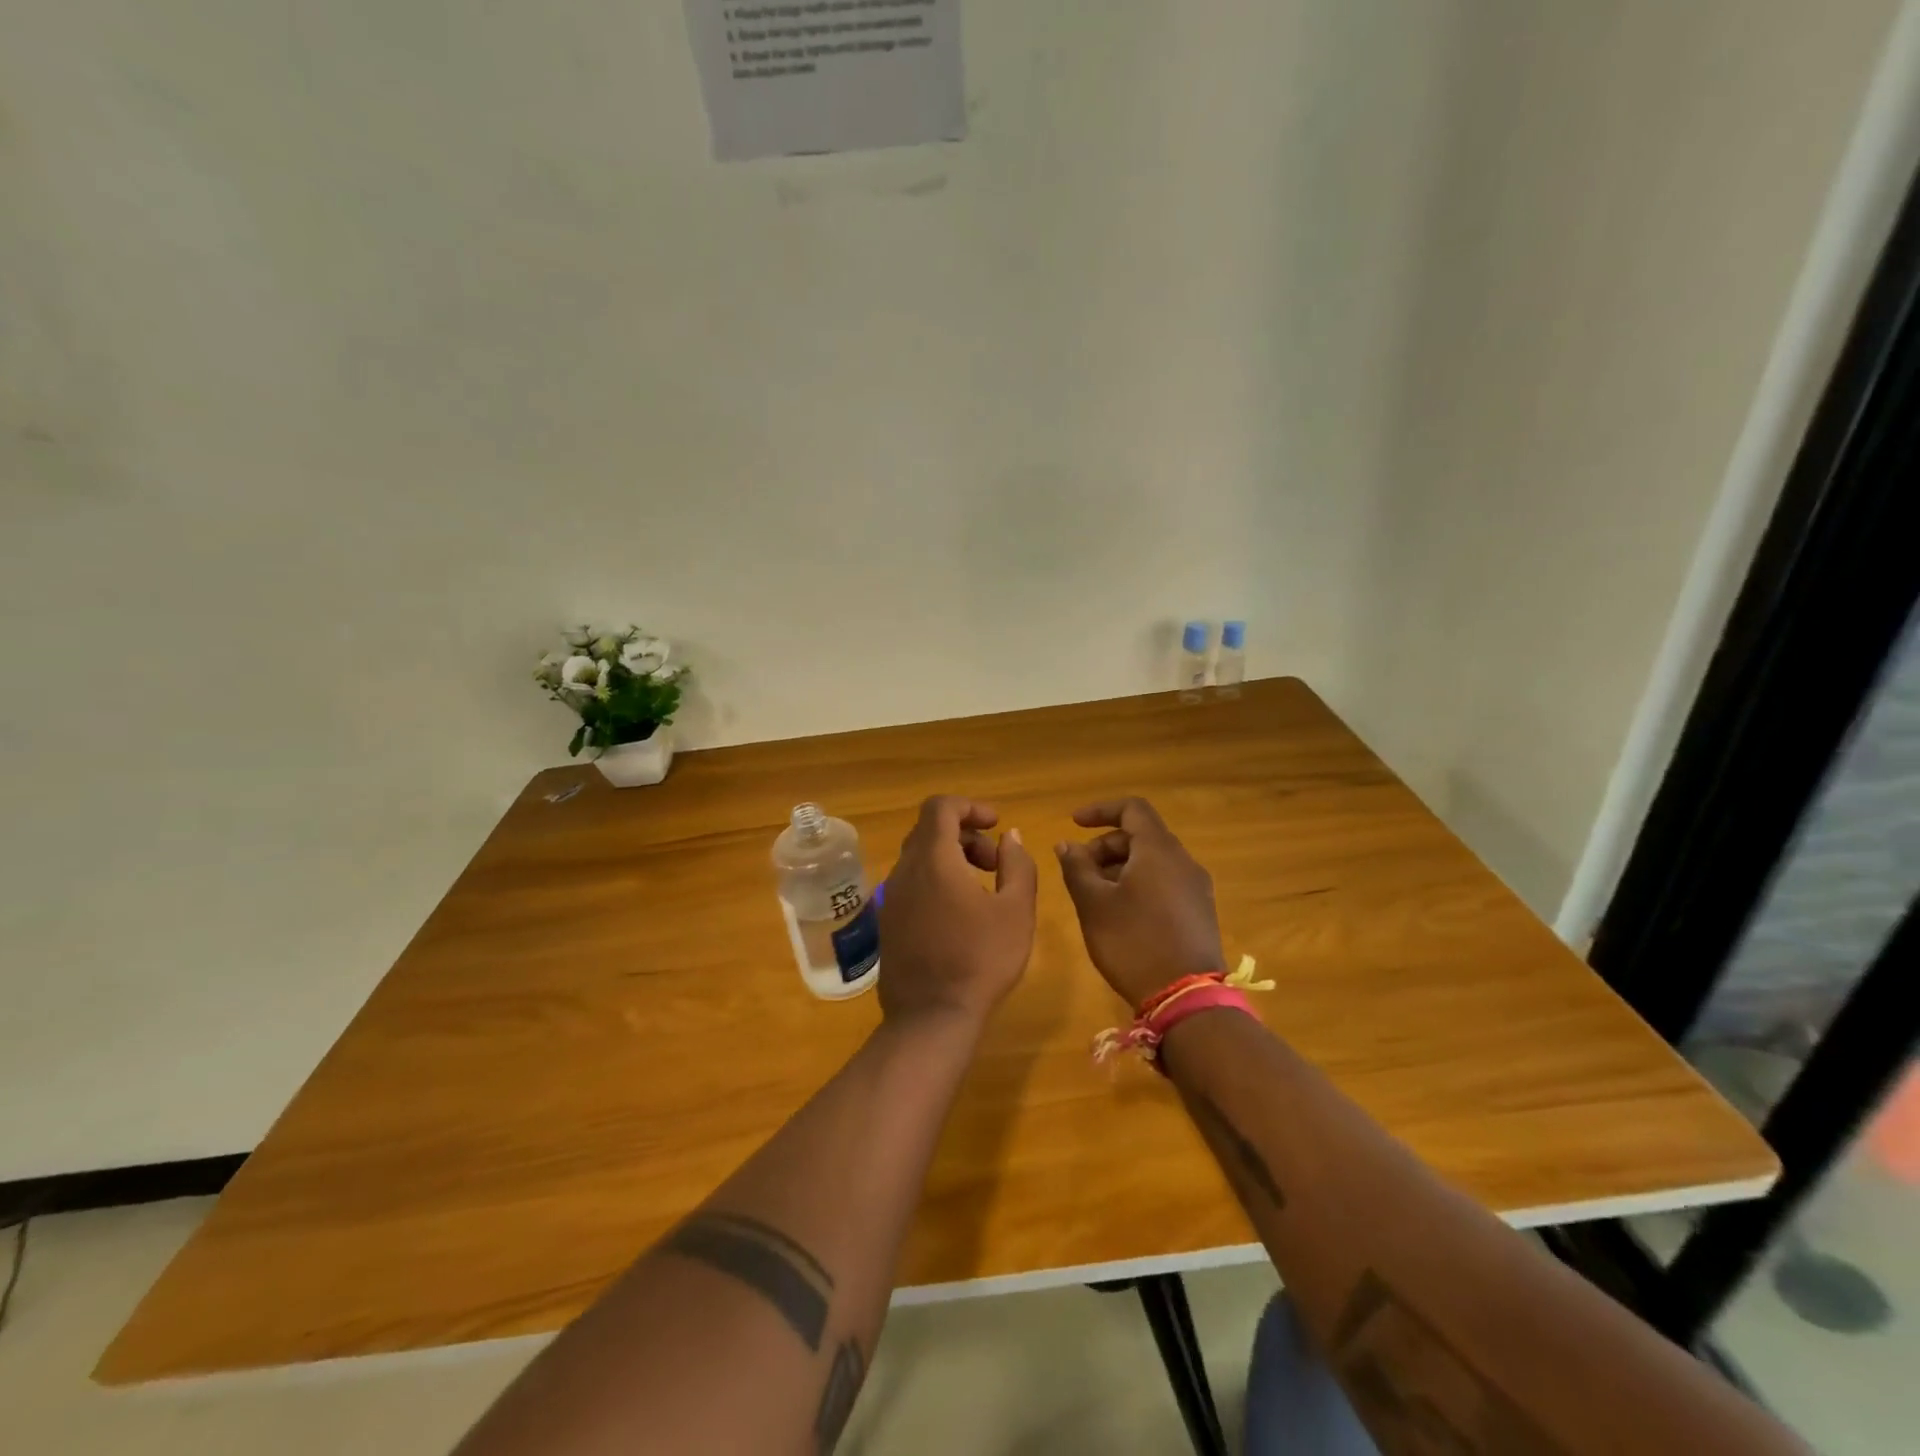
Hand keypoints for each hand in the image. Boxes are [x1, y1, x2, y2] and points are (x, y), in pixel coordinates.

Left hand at [877, 796, 1037, 1032]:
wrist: (931, 1017)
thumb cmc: (981, 959)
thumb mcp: (1016, 910)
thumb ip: (1017, 865)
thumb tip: (1010, 837)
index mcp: (933, 859)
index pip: (940, 806)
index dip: (971, 806)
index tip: (997, 825)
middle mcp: (904, 870)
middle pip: (930, 830)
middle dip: (966, 835)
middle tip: (996, 863)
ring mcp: (891, 897)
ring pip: (920, 858)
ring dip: (952, 858)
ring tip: (983, 889)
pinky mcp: (888, 921)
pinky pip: (912, 883)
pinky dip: (937, 880)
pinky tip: (960, 914)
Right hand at [1055, 797, 1223, 1008]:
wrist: (1186, 998)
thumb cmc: (1133, 942)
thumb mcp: (1093, 904)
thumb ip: (1077, 868)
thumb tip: (1067, 844)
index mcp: (1159, 850)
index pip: (1132, 808)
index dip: (1101, 810)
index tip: (1074, 823)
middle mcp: (1183, 861)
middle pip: (1141, 835)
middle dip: (1105, 845)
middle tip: (1078, 870)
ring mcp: (1196, 887)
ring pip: (1153, 860)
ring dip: (1120, 866)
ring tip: (1094, 895)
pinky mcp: (1199, 911)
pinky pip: (1165, 881)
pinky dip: (1138, 883)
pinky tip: (1120, 913)